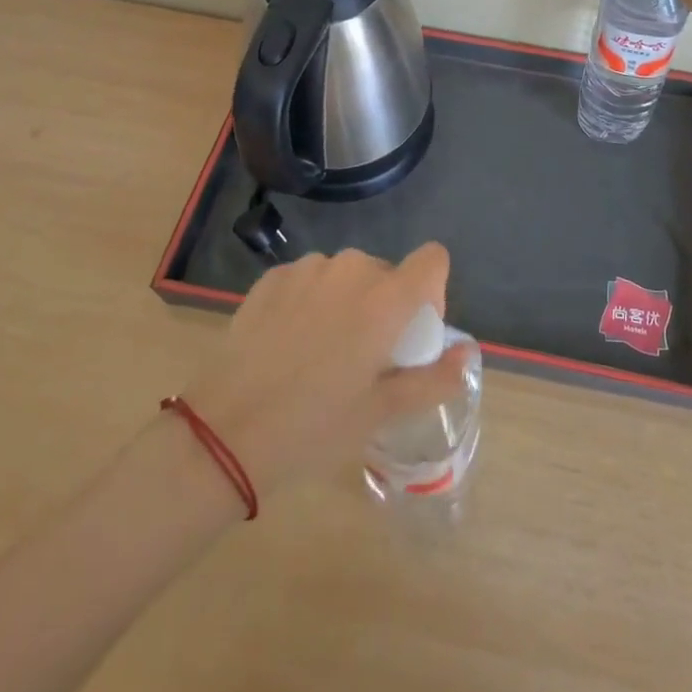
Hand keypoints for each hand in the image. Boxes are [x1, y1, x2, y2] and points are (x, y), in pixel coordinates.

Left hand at [176, 243, 468, 500]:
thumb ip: (433, 378)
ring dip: (346, 303)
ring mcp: (308, 269)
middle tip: (362, 359)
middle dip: (385, 307)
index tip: (409, 335)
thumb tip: (467, 353)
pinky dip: (311, 302)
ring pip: (347, 276)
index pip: (433, 259)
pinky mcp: (273, 276)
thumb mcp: (381, 413)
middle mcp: (351, 269)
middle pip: (388, 273)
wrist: (224, 432)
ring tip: (320, 353)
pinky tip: (288, 343)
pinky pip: (310, 280)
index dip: (431, 292)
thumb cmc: (314, 427)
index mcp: (386, 298)